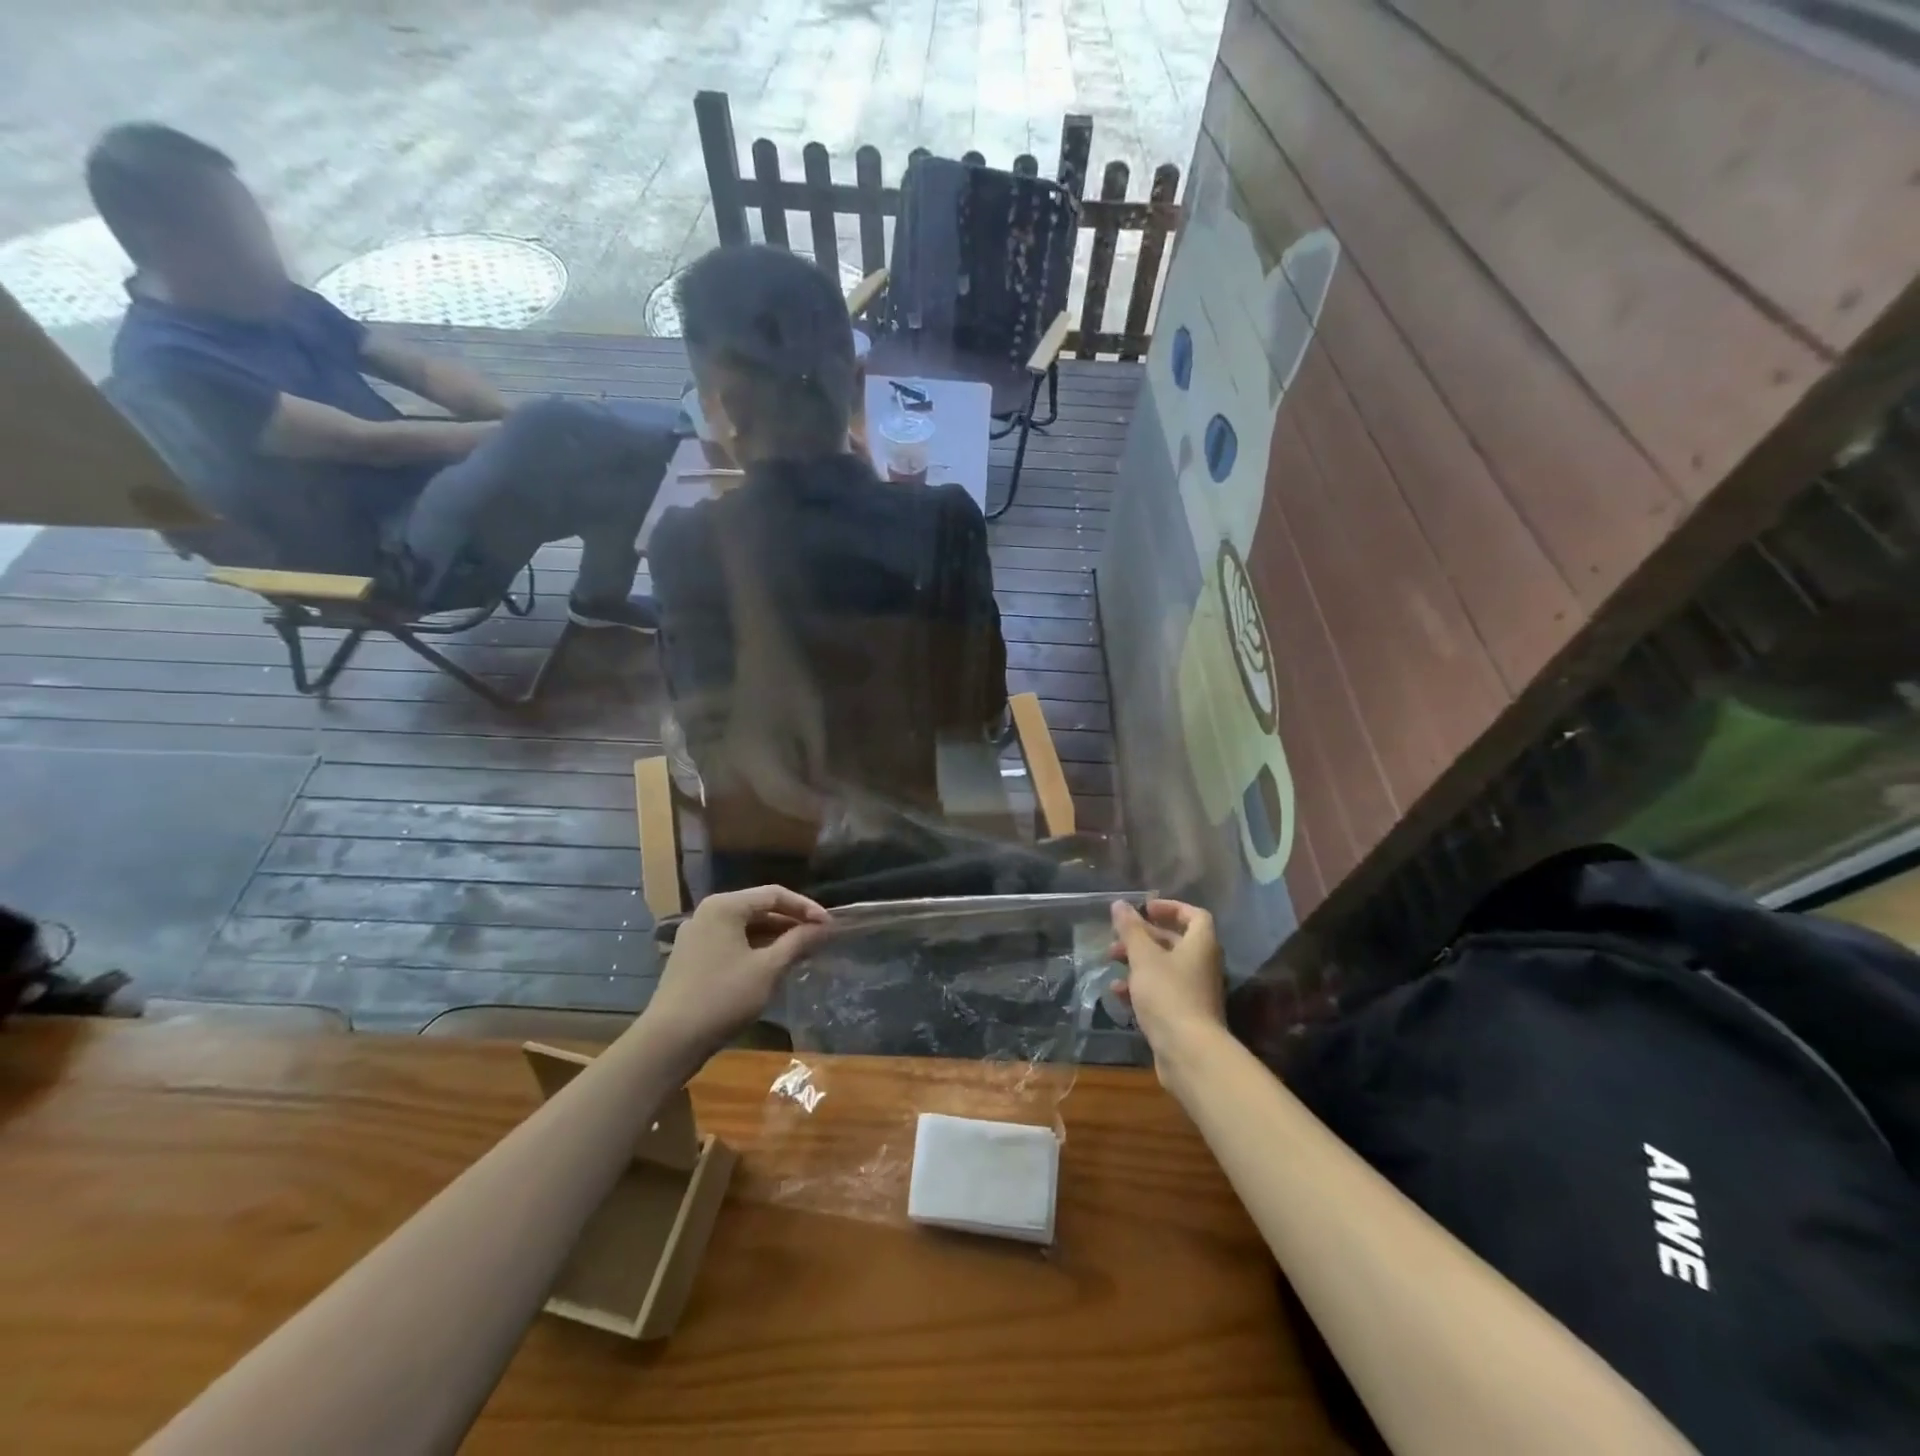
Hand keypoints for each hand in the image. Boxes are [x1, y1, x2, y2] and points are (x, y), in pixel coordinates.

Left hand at [643, 886, 831, 1060]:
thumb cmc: (723, 997)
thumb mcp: (768, 968)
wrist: (669, 1041)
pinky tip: (772, 965)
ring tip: (801, 952)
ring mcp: (696, 935)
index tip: (829, 926)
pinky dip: (755, 948)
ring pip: (745, 927)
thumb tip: (823, 927)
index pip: (775, 894)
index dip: (806, 908)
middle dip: (791, 922)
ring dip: (774, 936)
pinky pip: (731, 942)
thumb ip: (797, 942)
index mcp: (725, 906)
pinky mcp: (691, 957)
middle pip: (759, 908)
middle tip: (818, 938)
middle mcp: (708, 913)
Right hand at [1109, 899, 1226, 1070]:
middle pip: (1174, 941)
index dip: (1170, 908)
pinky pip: (1162, 992)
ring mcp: (1195, 991)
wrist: (1189, 1052)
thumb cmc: (1168, 994)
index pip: (1194, 916)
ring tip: (1111, 962)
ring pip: (1164, 967)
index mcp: (1201, 945)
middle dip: (1143, 937)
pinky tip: (1118, 993)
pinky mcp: (1184, 1015)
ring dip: (1137, 962)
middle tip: (1117, 937)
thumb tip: (1120, 904)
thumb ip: (1131, 929)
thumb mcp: (1144, 957)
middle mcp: (1202, 965)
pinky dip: (1141, 988)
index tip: (1145, 909)